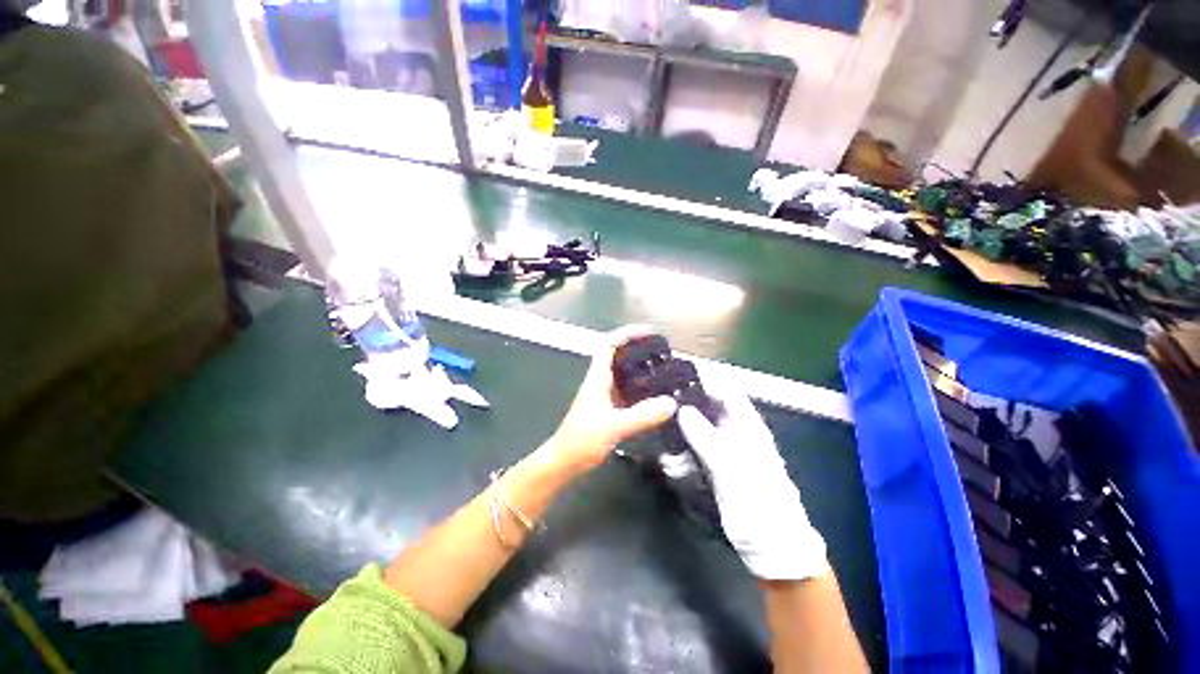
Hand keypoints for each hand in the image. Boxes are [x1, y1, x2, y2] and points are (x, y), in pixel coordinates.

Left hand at [547, 326, 677, 473]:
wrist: (565, 461)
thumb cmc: (582, 440)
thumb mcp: (614, 426)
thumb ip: (642, 416)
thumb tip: (671, 403)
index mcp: (598, 378)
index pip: (609, 344)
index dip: (627, 334)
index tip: (648, 332)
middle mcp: (601, 382)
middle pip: (619, 356)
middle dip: (638, 349)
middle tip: (661, 351)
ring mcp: (604, 395)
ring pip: (624, 374)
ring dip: (641, 368)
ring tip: (663, 370)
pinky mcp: (609, 408)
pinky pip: (627, 391)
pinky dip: (641, 389)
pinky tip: (655, 397)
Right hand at [678, 376, 828, 579]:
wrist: (770, 544)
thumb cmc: (757, 500)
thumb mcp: (730, 466)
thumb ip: (705, 436)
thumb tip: (681, 409)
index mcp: (747, 425)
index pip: (725, 391)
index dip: (704, 380)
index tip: (677, 373)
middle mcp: (735, 432)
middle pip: (708, 407)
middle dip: (685, 404)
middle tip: (659, 400)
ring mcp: (724, 449)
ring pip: (697, 429)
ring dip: (680, 432)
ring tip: (662, 434)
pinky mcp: (714, 466)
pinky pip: (693, 451)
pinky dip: (681, 453)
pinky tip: (670, 462)